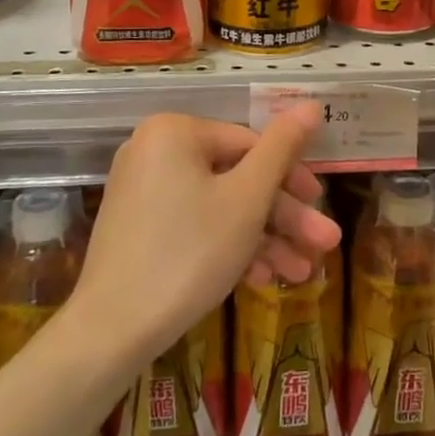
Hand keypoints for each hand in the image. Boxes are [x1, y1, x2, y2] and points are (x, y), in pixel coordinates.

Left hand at [75, 108, 340, 364]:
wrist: (111, 332)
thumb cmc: (189, 253)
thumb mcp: (248, 198)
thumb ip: (282, 148)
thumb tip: (311, 103)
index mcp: (176, 131)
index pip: (251, 144)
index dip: (292, 178)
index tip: (321, 208)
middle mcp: (155, 151)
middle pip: (236, 178)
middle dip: (283, 216)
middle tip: (324, 245)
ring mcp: (144, 191)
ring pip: (219, 206)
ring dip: (264, 238)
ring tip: (303, 273)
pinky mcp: (139, 228)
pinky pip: (195, 225)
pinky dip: (229, 247)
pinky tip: (263, 279)